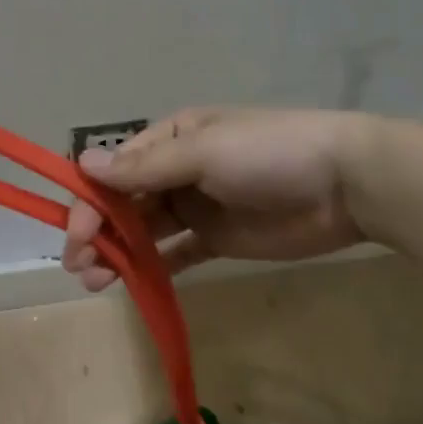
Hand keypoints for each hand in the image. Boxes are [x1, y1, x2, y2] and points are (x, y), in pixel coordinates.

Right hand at [61, 108, 375, 290]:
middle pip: (123, 203)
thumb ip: (145, 168)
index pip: (114, 171)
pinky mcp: (217, 238)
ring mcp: (197, 206)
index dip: (90, 202)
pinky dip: (153, 266)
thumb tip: (83, 164)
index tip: (76, 236)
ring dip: (118, 252)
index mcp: (170, 140)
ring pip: (144, 230)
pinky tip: (133, 284)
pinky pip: (176, 252)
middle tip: (80, 266)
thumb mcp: (204, 153)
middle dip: (97, 232)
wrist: (346, 184)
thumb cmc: (270, 155)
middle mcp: (176, 171)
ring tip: (97, 282)